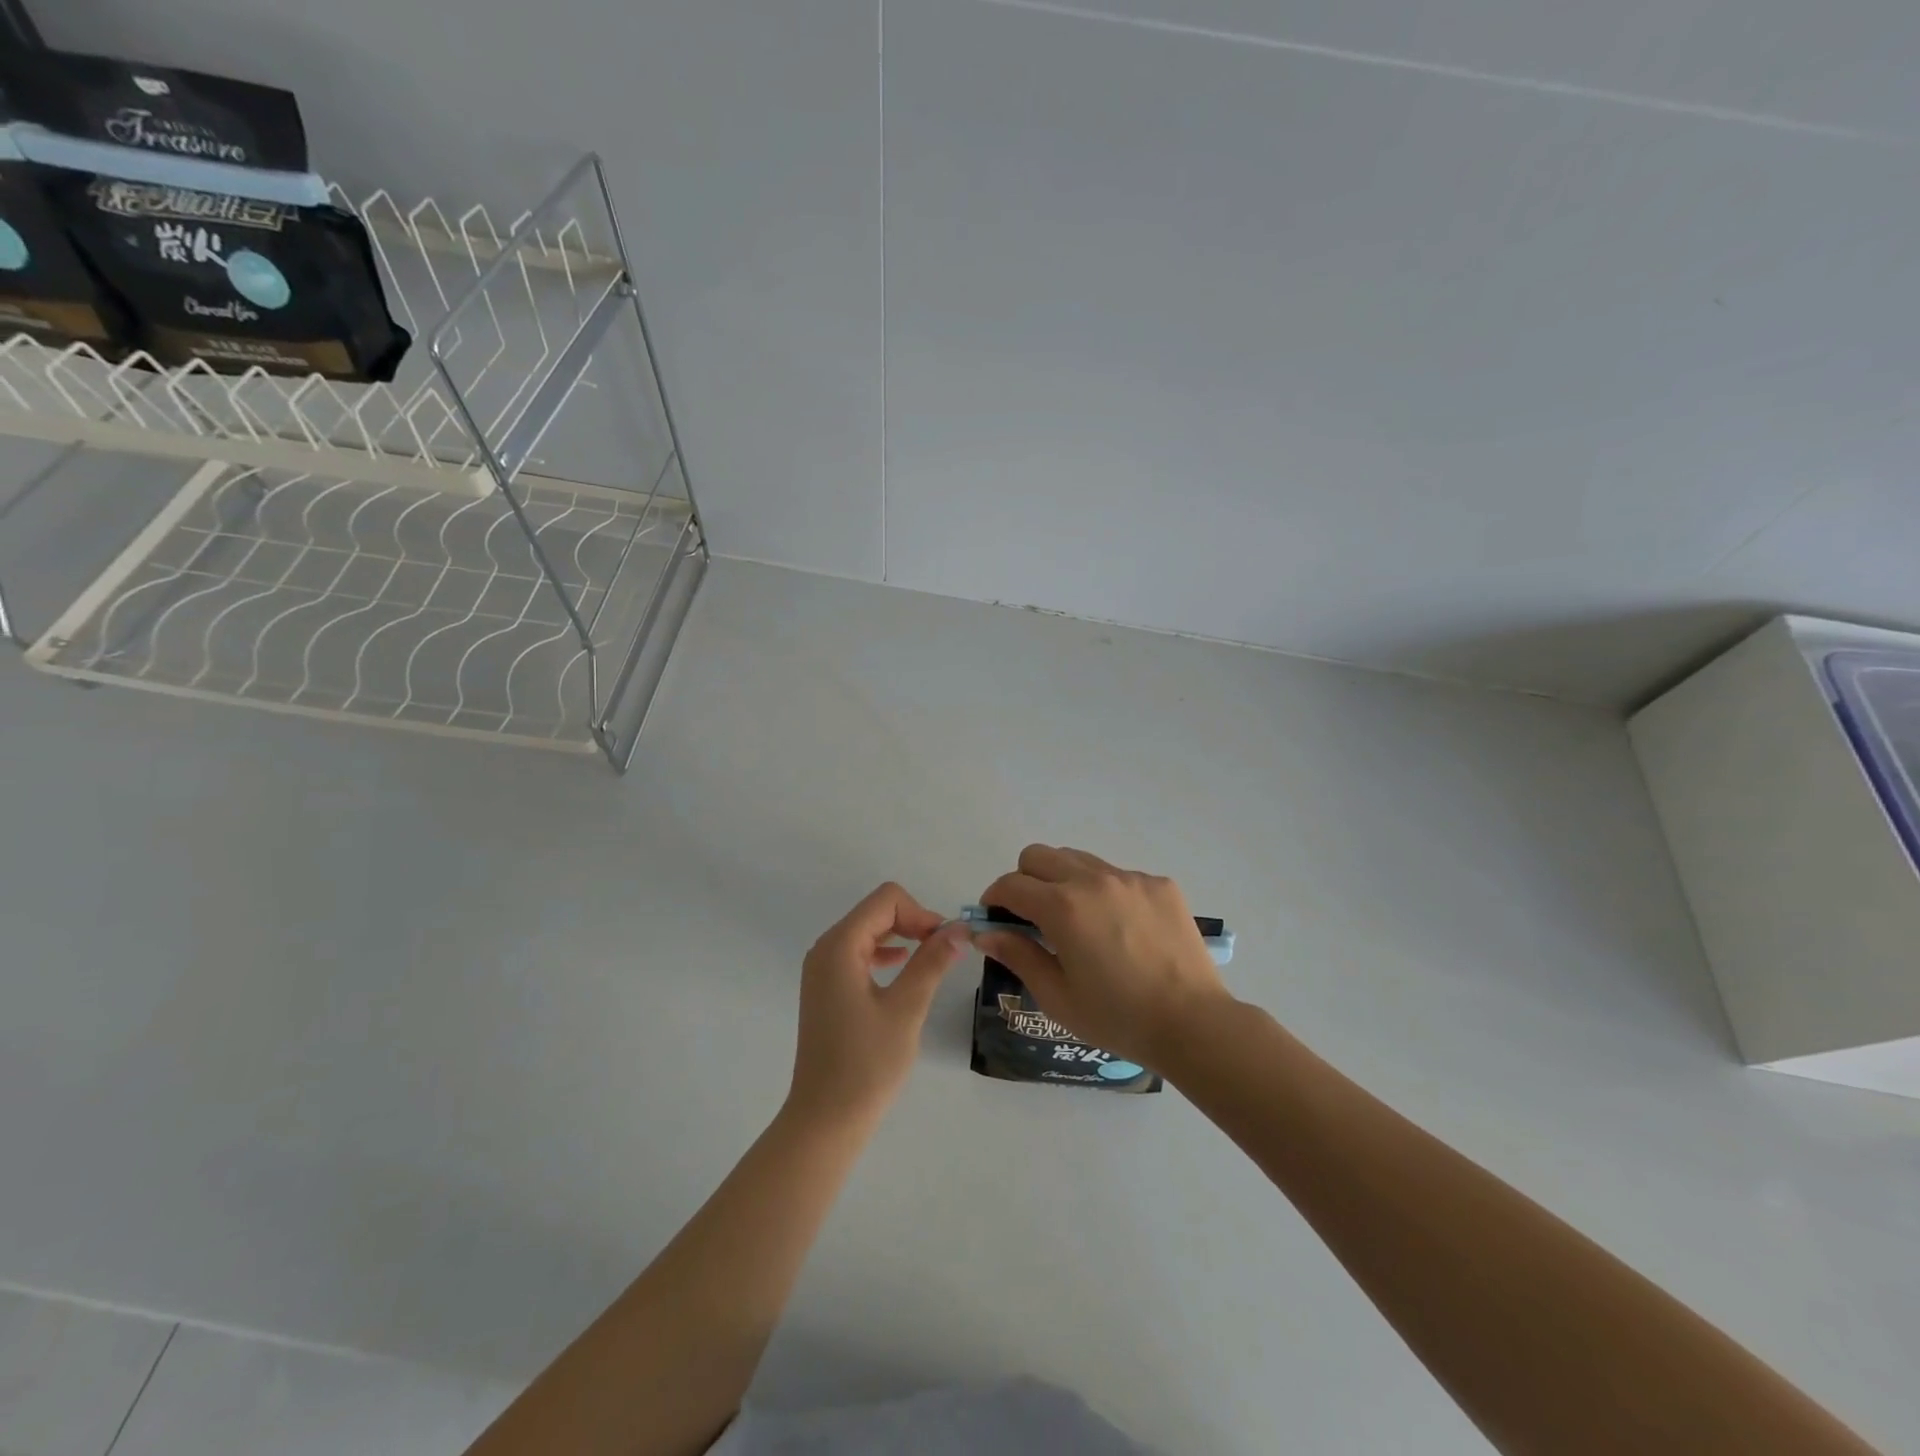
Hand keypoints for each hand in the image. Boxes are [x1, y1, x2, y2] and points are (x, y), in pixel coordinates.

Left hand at [787, 883, 972, 1124]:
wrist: (825, 1120)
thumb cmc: (867, 1064)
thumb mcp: (906, 1009)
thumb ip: (932, 962)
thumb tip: (959, 928)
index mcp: (839, 946)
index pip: (886, 900)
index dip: (921, 912)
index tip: (945, 943)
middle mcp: (826, 949)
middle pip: (876, 911)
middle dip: (913, 922)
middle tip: (944, 951)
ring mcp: (823, 970)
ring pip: (869, 931)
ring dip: (902, 937)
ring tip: (931, 960)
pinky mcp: (827, 989)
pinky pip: (859, 953)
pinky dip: (885, 953)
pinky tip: (904, 970)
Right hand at [977, 845, 1232, 1067]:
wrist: (1193, 1023)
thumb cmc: (1117, 1018)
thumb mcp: (1057, 995)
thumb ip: (1018, 955)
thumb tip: (984, 933)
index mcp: (1062, 907)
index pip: (1011, 885)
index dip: (994, 899)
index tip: (995, 919)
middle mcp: (1093, 880)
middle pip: (1039, 856)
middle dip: (1024, 880)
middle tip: (1031, 917)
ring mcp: (1130, 878)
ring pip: (1078, 859)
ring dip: (1063, 881)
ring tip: (1076, 920)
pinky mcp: (1159, 884)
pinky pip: (1117, 875)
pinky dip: (1104, 892)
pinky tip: (1119, 929)